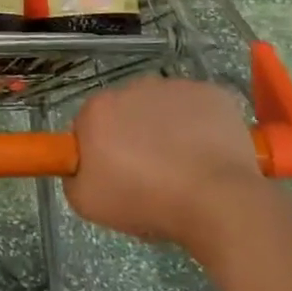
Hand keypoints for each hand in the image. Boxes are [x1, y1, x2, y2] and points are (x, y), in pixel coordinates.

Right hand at [67, 77, 265, 247]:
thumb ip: (73, 176)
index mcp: (98, 110)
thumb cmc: (148, 202)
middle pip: (126, 111)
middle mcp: (132, 87)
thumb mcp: (88, 203)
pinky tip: (208, 154)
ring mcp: (175, 87)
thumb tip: (82, 164)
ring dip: (167, 128)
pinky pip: (197, 108)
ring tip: (184, 167)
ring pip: (163, 107)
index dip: (101, 151)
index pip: (89, 125)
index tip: (117, 175)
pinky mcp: (211, 92)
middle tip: (150, 174)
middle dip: (133, 136)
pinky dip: (200, 125)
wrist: (218, 202)